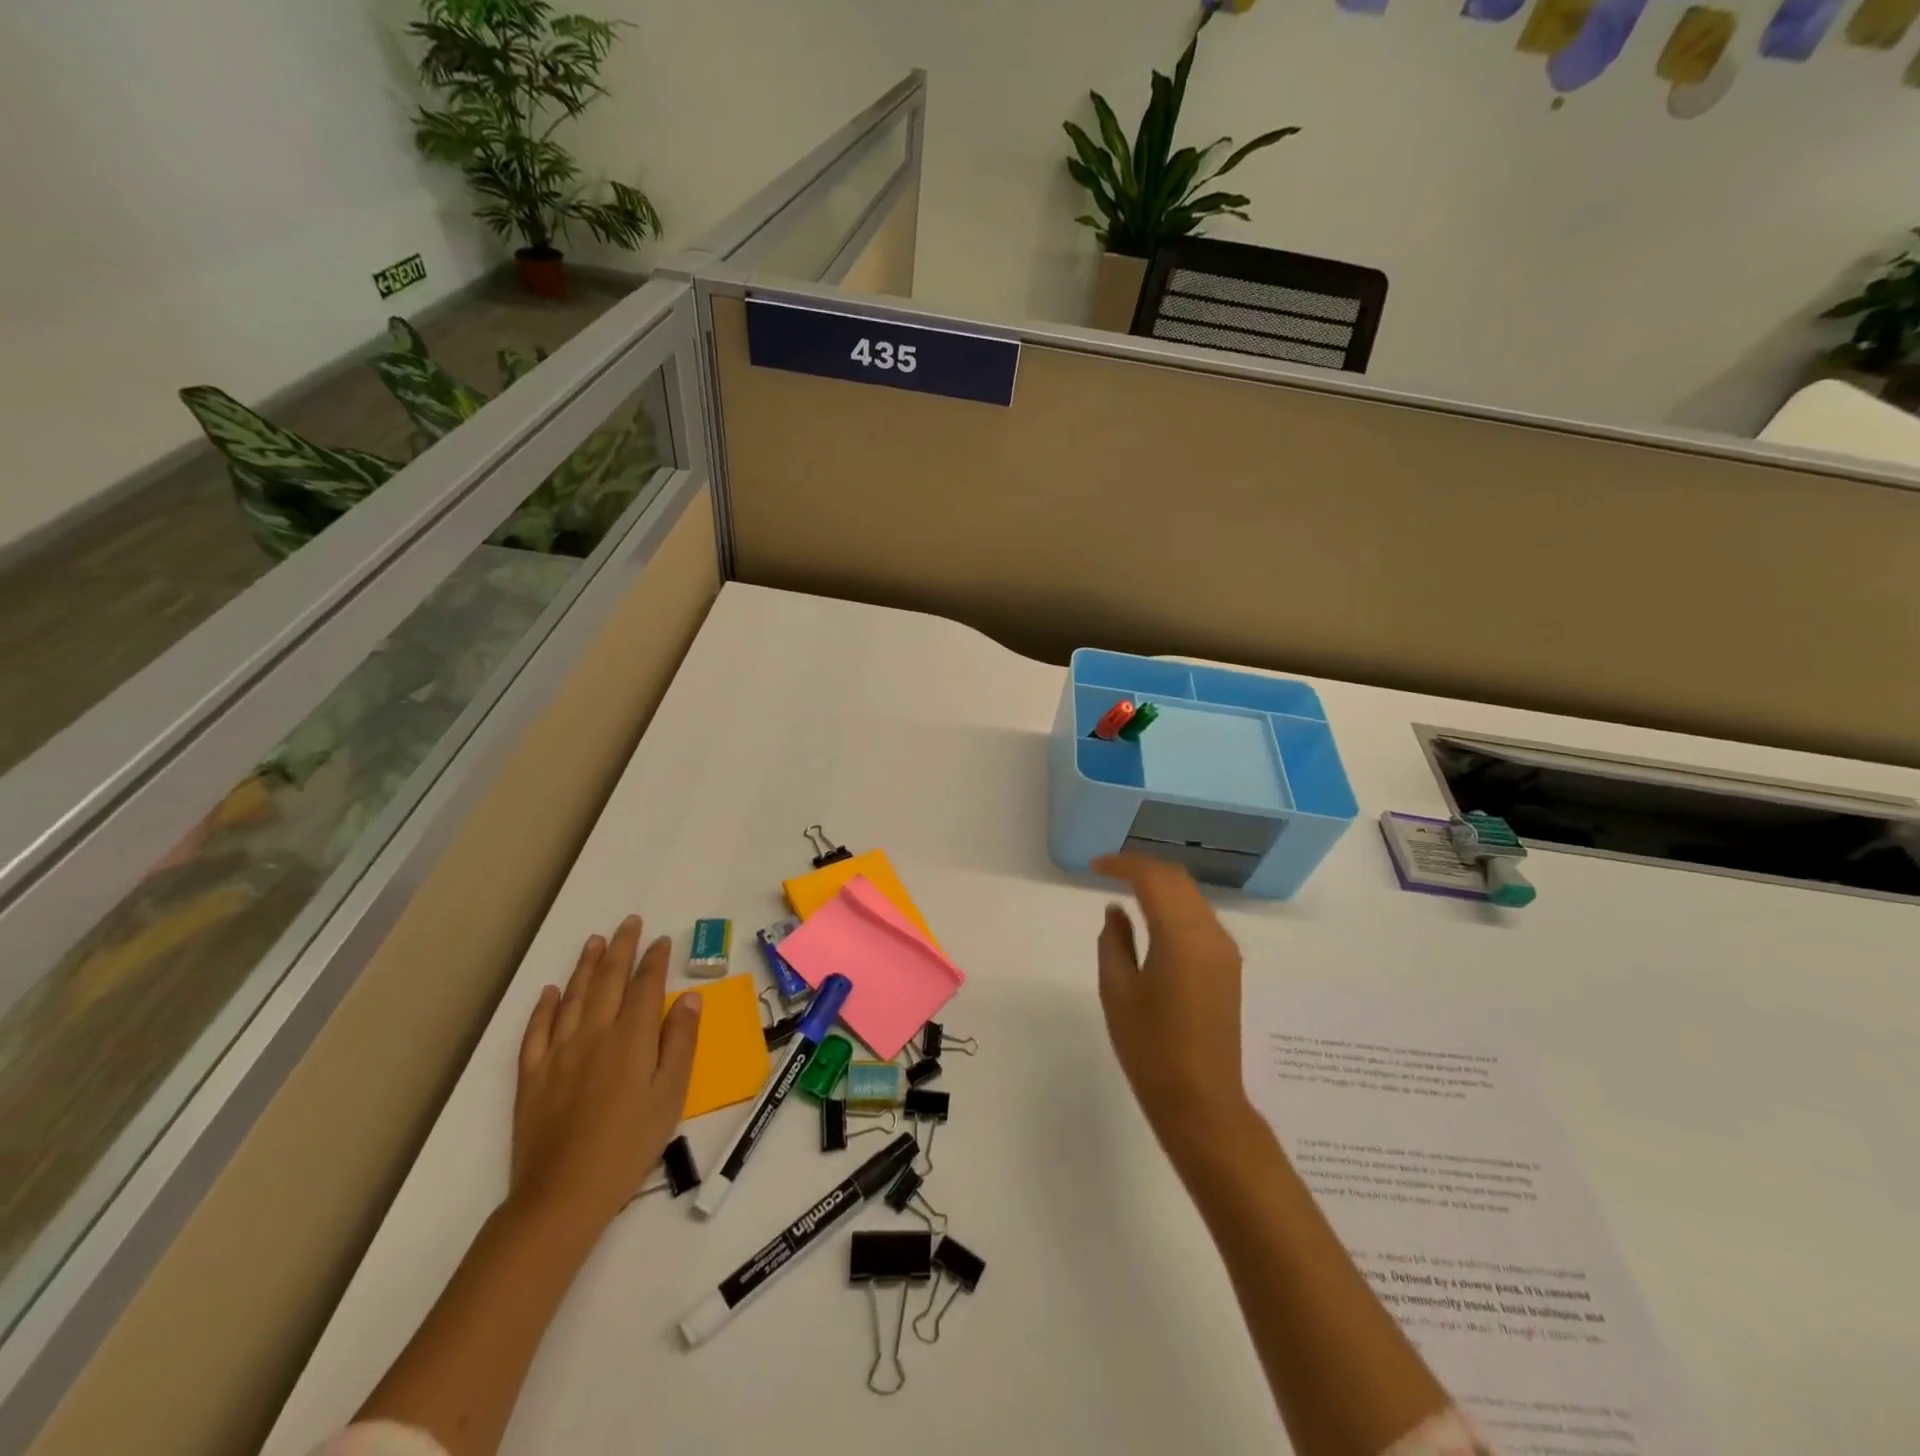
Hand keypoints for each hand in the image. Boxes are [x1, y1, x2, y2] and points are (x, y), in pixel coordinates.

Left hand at [511, 915, 701, 1235]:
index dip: (654, 959)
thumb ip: (680, 1041)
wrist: (564, 1194)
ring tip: (594, 941)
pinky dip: (544, 1007)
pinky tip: (551, 992)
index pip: (645, 986)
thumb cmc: (630, 1144)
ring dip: (584, 966)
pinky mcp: (532, 1075)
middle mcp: (593, 1034)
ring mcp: (558, 1053)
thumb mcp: (671, 1094)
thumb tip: (689, 997)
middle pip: (607, 980)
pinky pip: (536, 1030)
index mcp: (631, 1038)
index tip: (661, 939)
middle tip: (628, 923)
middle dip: (620, 948)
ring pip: (572, 997)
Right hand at [1094, 853, 1255, 1161]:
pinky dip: (1175, 906)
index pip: (1153, 879)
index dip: (1123, 864)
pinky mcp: (1229, 967)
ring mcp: (1225, 951)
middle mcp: (1211, 935)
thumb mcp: (1118, 991)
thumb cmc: (1150, 1048)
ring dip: (1161, 885)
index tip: (1095, 866)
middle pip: (1178, 881)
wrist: (1201, 1101)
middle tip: (1108, 871)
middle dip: (1143, 868)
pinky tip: (1153, 918)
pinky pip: (1200, 918)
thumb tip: (1116, 910)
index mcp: (1182, 937)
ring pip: (1192, 897)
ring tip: (1127, 888)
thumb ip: (1114, 941)